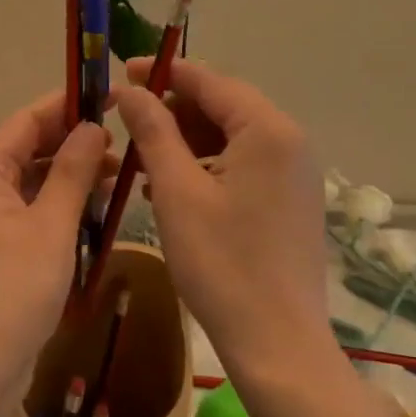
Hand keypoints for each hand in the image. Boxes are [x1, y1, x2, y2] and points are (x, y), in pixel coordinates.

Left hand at [0, 93, 110, 384]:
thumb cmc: (14, 289)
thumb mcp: (51, 225)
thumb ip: (72, 172)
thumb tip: (92, 127)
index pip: (26, 122)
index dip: (64, 106)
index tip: (106, 98)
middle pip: (30, 150)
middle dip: (74, 143)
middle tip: (121, 142)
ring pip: (35, 183)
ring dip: (73, 176)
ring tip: (119, 175)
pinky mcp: (2, 251)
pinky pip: (36, 213)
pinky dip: (64, 207)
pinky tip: (98, 212)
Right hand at [118, 59, 332, 370]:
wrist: (278, 345)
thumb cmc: (222, 264)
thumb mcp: (177, 191)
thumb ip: (153, 131)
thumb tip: (130, 90)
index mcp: (267, 130)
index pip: (209, 81)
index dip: (162, 73)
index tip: (121, 71)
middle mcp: (289, 142)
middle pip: (223, 106)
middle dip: (173, 110)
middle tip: (127, 121)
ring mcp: (294, 173)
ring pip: (230, 137)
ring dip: (186, 140)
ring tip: (142, 159)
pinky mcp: (290, 200)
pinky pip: (242, 165)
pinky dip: (206, 166)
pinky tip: (171, 186)